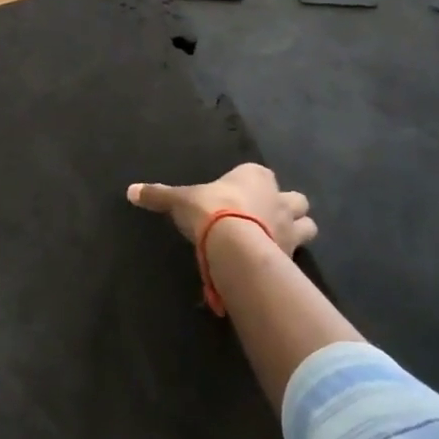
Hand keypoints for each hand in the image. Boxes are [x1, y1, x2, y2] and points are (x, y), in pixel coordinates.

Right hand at [127, 163, 316, 254]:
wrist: (234, 245)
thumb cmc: (209, 210)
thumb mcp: (178, 200)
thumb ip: (158, 195)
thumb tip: (131, 190)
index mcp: (255, 177)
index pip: (259, 174)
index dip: (251, 184)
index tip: (236, 195)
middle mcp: (279, 198)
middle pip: (295, 200)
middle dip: (285, 206)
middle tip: (265, 217)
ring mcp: (291, 228)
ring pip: (307, 225)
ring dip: (296, 230)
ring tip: (275, 240)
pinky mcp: (292, 255)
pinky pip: (295, 255)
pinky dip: (286, 258)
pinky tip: (271, 264)